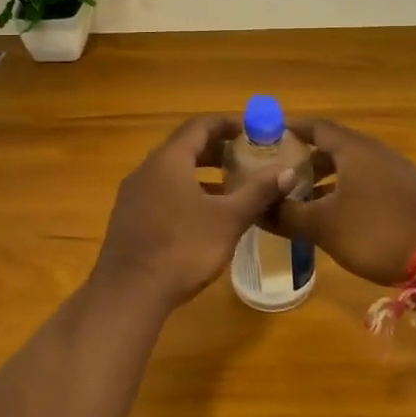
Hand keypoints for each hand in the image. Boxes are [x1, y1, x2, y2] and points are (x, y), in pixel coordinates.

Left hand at [88, 115, 296, 310]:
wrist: (129, 293)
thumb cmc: (182, 249)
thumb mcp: (228, 220)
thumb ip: (258, 192)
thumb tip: (286, 171)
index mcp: (169, 160)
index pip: (199, 126)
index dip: (226, 123)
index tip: (251, 130)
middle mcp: (147, 169)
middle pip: (184, 147)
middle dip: (216, 149)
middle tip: (246, 157)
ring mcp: (133, 193)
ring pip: (172, 171)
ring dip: (201, 172)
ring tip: (230, 185)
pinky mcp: (129, 216)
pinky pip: (161, 191)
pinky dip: (185, 191)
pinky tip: (203, 214)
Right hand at [271, 119, 415, 284]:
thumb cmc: (376, 232)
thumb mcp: (324, 226)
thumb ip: (288, 215)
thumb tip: (257, 209)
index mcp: (354, 150)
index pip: (317, 127)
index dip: (291, 128)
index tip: (267, 134)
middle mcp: (377, 152)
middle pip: (335, 145)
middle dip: (306, 157)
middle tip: (280, 170)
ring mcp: (398, 172)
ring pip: (353, 166)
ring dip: (327, 176)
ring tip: (303, 196)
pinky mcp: (410, 193)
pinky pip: (370, 181)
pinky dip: (348, 189)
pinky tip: (338, 214)